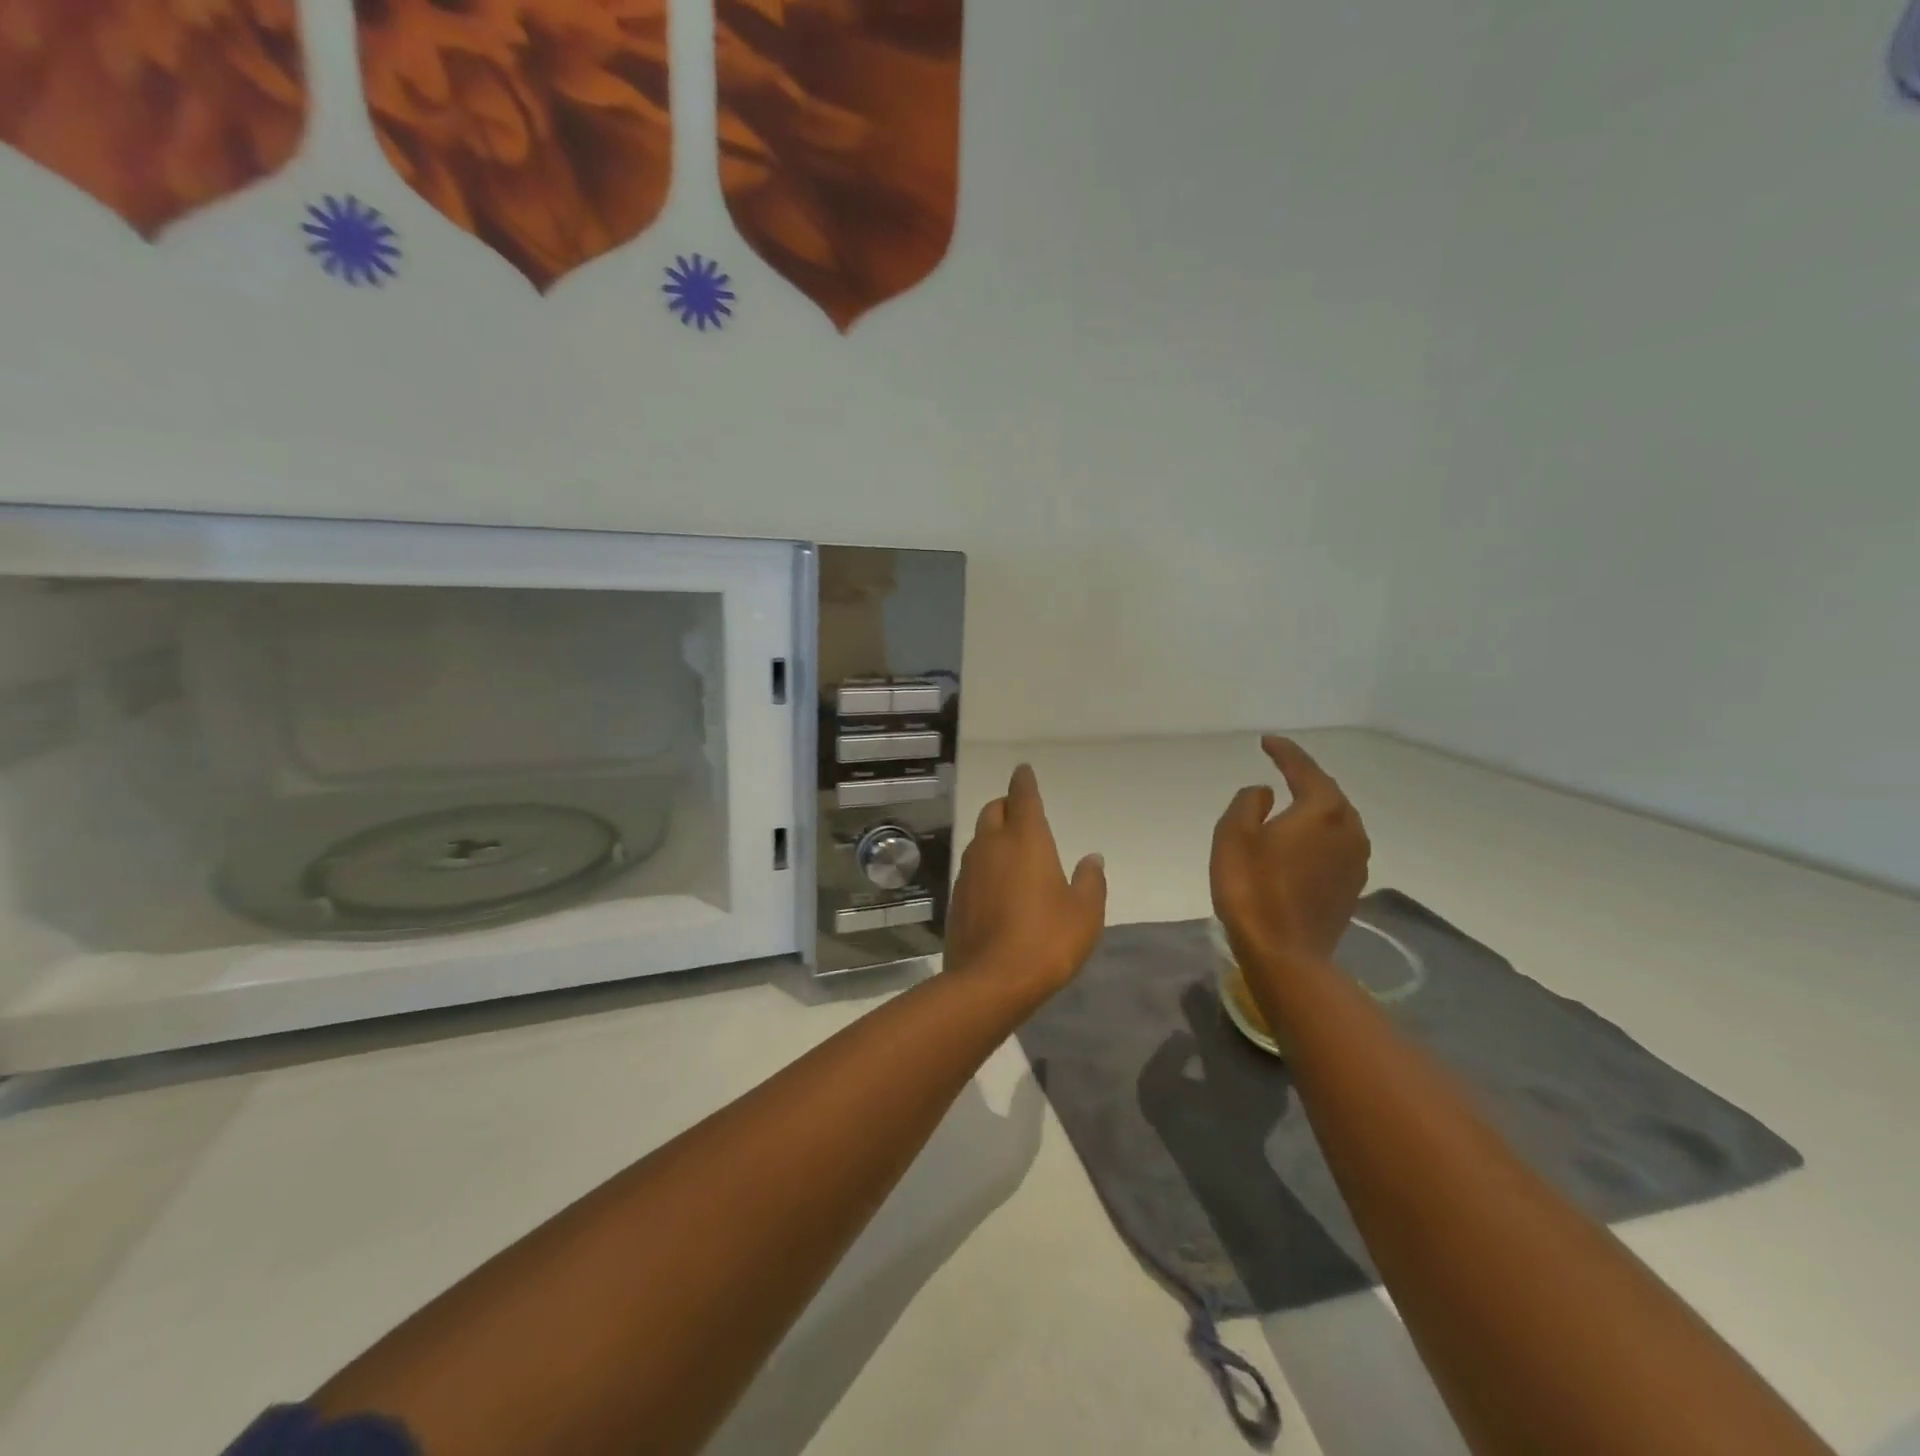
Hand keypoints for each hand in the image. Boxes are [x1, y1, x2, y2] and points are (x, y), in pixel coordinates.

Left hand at [946, 764, 1106, 997]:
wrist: (990, 982)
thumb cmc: (1046, 940)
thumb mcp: (1084, 913)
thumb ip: (1090, 881)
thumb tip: (1092, 858)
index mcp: (1025, 840)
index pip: (1022, 796)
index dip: (1024, 781)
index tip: (1024, 771)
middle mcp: (991, 846)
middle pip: (993, 811)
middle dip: (1006, 805)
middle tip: (1021, 814)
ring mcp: (969, 871)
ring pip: (979, 838)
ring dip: (993, 835)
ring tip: (1012, 850)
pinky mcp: (957, 897)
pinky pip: (972, 868)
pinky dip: (984, 865)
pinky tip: (997, 885)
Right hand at [1210, 736, 1370, 973]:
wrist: (1285, 953)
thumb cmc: (1252, 888)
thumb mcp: (1233, 835)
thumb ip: (1248, 803)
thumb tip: (1265, 792)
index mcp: (1321, 810)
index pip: (1303, 769)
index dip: (1284, 752)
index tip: (1267, 741)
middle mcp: (1348, 828)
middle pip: (1327, 792)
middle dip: (1305, 777)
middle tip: (1281, 767)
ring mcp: (1356, 859)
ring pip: (1336, 819)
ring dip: (1316, 806)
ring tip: (1293, 800)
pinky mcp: (1352, 885)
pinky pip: (1337, 843)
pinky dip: (1320, 833)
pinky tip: (1304, 840)